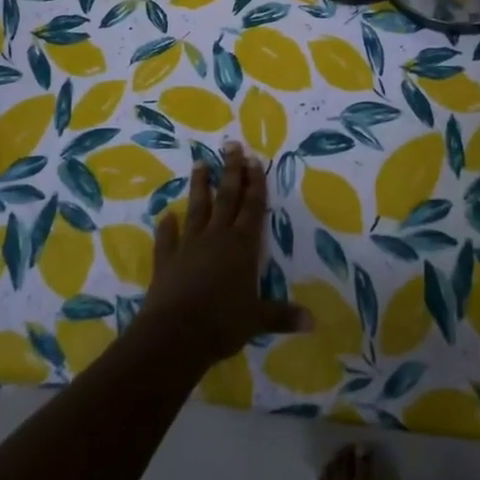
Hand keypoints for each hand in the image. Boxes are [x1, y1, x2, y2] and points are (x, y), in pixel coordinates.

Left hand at [136, 142, 308, 367]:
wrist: (175, 334)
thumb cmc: (223, 322)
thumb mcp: (259, 319)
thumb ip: (283, 315)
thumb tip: (313, 322)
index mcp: (243, 245)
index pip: (253, 207)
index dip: (255, 183)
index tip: (254, 159)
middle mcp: (217, 237)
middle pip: (226, 197)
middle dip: (231, 171)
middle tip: (231, 145)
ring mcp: (189, 245)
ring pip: (197, 208)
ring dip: (199, 186)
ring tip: (199, 163)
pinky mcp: (166, 260)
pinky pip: (167, 239)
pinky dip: (166, 227)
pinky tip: (165, 216)